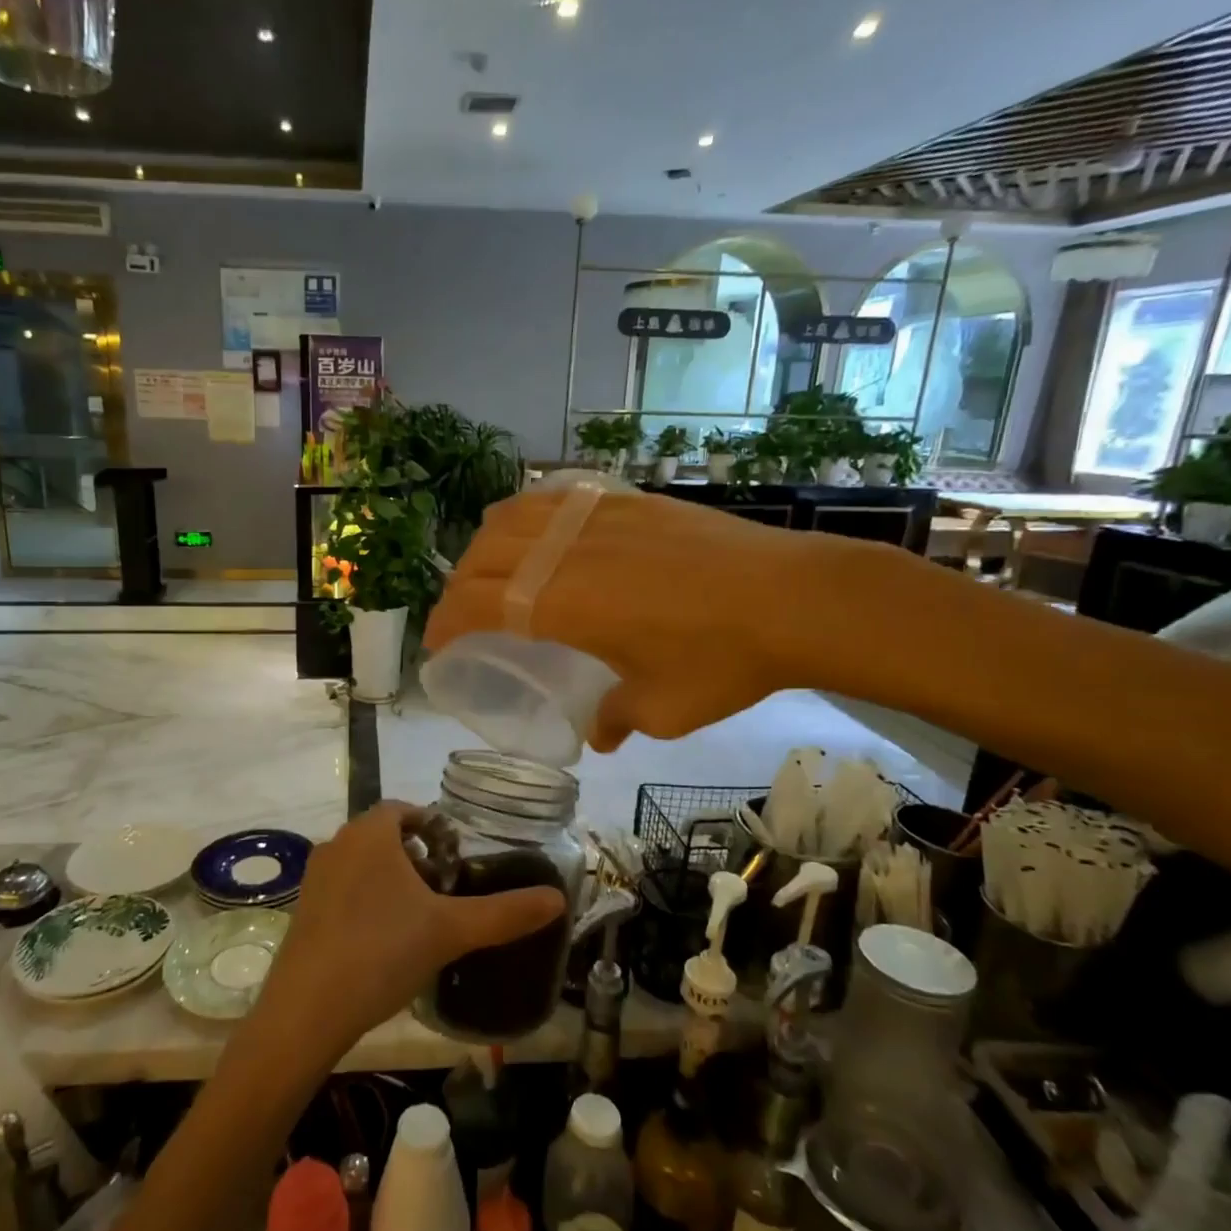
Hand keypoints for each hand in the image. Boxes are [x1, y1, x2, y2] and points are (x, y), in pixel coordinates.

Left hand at [256, 803, 565, 1063]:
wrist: (307, 1010)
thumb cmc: (383, 951)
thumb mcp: (451, 930)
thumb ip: (506, 913)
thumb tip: (558, 900)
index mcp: (370, 833)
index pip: (404, 810)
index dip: (432, 826)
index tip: (456, 855)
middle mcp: (337, 844)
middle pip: (383, 835)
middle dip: (415, 854)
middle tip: (444, 887)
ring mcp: (314, 877)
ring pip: (361, 862)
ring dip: (390, 877)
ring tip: (418, 915)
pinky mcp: (302, 910)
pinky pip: (342, 889)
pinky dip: (366, 899)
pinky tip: (383, 940)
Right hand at [424, 488, 859, 750]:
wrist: (792, 597)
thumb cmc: (721, 659)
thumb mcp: (663, 709)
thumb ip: (617, 718)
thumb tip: (601, 732)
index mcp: (560, 602)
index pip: (475, 603)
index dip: (445, 623)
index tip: (437, 646)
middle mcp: (564, 550)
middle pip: (482, 557)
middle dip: (457, 588)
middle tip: (462, 617)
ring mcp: (595, 517)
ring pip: (512, 517)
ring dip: (486, 546)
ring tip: (490, 571)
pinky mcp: (626, 500)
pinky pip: (554, 497)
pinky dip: (527, 516)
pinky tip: (540, 534)